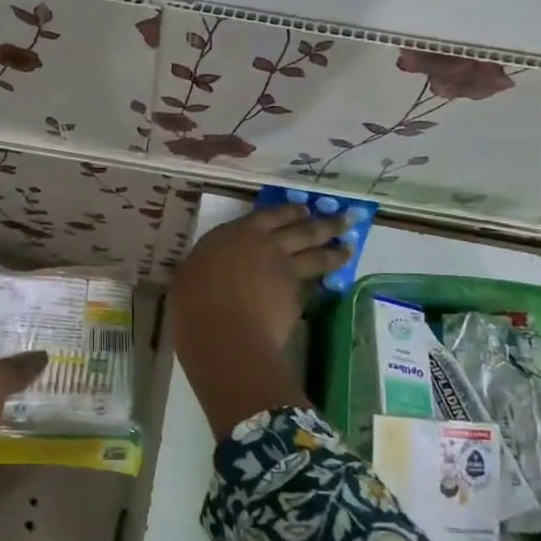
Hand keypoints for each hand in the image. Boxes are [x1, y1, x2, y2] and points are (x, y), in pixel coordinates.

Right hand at [169, 205, 349, 434]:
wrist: (222, 331)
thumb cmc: (193, 300)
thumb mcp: (191, 273)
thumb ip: (210, 266)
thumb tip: (212, 269)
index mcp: (237, 233)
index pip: (270, 215)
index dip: (289, 211)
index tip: (304, 209)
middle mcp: (267, 246)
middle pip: (304, 230)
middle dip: (325, 222)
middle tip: (344, 218)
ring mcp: (286, 272)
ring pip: (318, 256)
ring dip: (335, 250)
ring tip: (348, 247)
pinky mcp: (297, 299)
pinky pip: (312, 287)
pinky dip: (323, 285)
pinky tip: (328, 286)